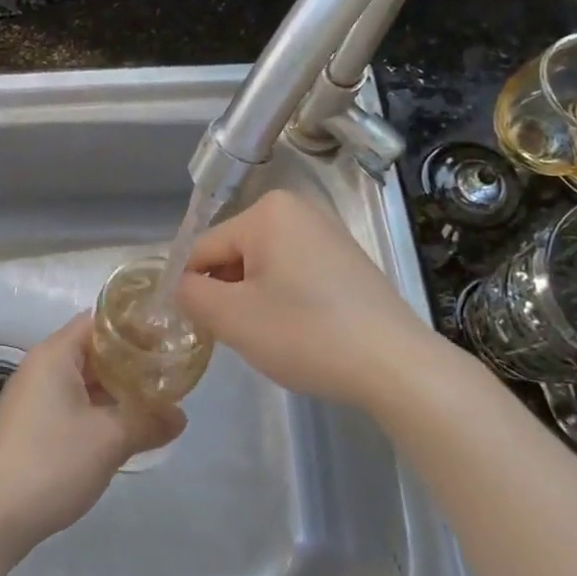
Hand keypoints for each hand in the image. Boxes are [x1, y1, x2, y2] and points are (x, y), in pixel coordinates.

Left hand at [0, 315, 185, 549]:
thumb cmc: (50, 463)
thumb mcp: (109, 441)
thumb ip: (148, 421)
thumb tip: (181, 416)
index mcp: (55, 355)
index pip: (99, 321)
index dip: (135, 326)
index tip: (168, 337)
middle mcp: (41, 367)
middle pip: (92, 350)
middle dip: (131, 360)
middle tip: (170, 371)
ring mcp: (33, 398)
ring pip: (84, 380)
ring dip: (116, 389)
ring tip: (156, 400)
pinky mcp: (32, 426)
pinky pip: (73, 404)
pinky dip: (99, 409)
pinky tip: (124, 428)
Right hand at [175, 188, 445, 409]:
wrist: (396, 365)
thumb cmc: (306, 333)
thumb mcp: (232, 317)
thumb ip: (190, 294)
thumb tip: (181, 285)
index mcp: (266, 211)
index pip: (203, 250)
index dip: (192, 291)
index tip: (198, 328)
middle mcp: (298, 210)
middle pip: (233, 255)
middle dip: (227, 294)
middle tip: (240, 336)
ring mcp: (326, 233)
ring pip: (262, 268)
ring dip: (253, 301)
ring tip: (272, 337)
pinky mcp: (346, 260)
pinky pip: (293, 274)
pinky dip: (284, 301)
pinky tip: (299, 332)